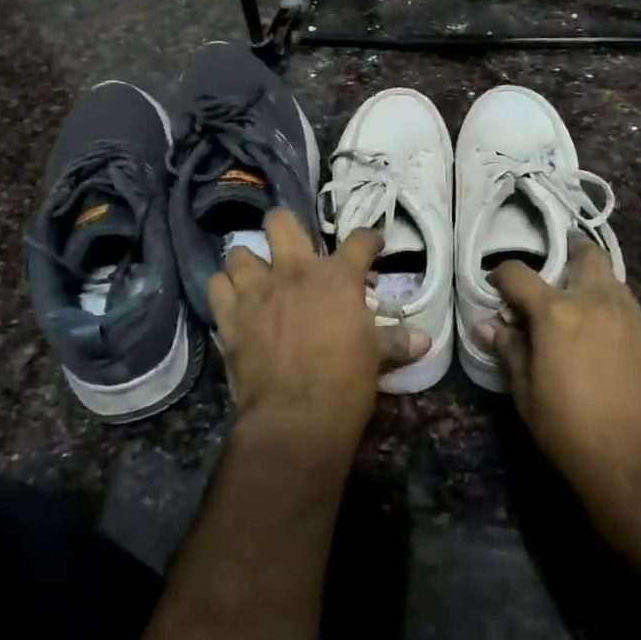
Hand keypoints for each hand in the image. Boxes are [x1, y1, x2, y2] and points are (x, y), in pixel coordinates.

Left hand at [209, 209, 429, 464]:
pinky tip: (233, 301)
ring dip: (247, 262)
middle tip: (292, 245)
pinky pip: (216, 286)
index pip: (360, 240)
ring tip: (256, 276)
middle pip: (281, 222)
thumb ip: (396, 341)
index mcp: (337, 278)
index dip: (369, 238)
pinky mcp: (230, 316)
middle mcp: (294, 272)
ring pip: (239, 252)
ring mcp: (257, 291)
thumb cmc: (345, 383)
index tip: (372, 244)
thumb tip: (424, 340)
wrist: (296, 417)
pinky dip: (224, 290)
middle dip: (285, 227)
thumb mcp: (376, 358)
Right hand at [478, 238, 640, 538]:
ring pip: (611, 277)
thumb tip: (487, 325)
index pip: (519, 274)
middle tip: (550, 268)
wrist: (638, 469)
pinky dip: (609, 305)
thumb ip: (509, 350)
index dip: (501, 275)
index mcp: (556, 312)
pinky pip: (626, 305)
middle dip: (566, 252)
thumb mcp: (526, 393)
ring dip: (591, 278)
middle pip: (585, 254)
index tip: (495, 286)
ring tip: (575, 301)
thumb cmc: (569, 431)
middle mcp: (596, 301)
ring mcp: (629, 317)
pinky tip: (600, 332)